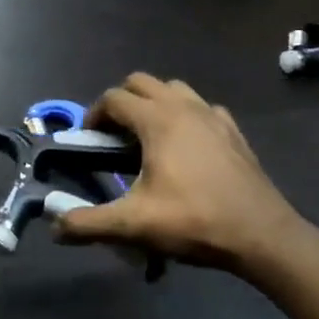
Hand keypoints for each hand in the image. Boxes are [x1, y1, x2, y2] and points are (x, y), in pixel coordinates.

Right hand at [54, 74, 308, 277]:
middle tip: (113, 136)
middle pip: (141, 82)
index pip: (113, 98)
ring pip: (174, 89)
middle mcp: (184, 107)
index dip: (93, 115)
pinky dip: (186, 116)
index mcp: (157, 120)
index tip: (88, 140)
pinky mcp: (234, 132)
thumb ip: (88, 224)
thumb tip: (55, 227)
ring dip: (154, 103)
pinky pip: (202, 108)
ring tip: (147, 137)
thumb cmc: (194, 221)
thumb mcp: (134, 225)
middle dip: (121, 102)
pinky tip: (185, 146)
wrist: (262, 236)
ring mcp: (213, 116)